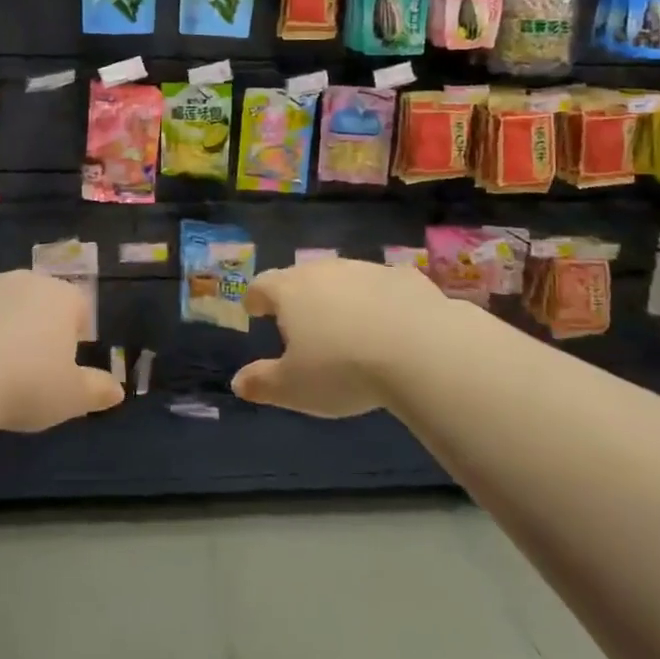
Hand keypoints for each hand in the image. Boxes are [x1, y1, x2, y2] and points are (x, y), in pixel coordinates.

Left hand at [0, 271, 123, 431]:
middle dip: (36, 326)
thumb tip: (117, 390)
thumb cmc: (24, 383)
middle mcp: (23, 281)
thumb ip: (97, 391)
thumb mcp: (70, 397)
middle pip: (37, 300)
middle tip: (27, 367)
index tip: (66, 363)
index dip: (76, 333)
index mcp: (60, 298)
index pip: (79, 307)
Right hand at [231, 259, 448, 418]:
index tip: (254, 309)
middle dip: (297, 296)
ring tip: (345, 324)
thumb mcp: (295, 388)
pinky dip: (380, 300)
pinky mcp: (404, 277)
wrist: (421, 349)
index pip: (262, 285)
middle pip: (301, 277)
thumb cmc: (343, 369)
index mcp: (290, 291)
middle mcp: (324, 271)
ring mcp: (366, 269)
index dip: (255, 298)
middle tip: (299, 320)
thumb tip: (238, 382)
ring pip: (343, 278)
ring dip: (339, 297)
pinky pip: (383, 286)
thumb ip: (263, 383)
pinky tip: (391, 323)